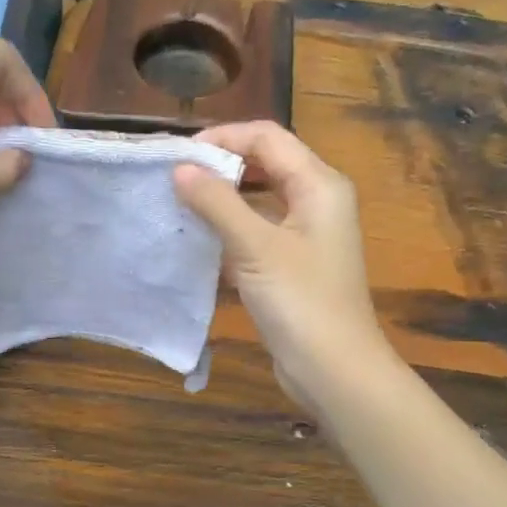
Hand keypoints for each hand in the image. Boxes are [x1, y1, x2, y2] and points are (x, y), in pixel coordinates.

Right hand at [173, 122, 390, 405]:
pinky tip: (196, 243)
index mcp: (319, 184)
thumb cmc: (301, 302)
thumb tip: (180, 168)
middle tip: (173, 179)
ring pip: (257, 201)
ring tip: (177, 207)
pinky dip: (228, 233)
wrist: (334, 369)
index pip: (266, 137)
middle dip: (219, 167)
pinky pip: (256, 234)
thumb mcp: (256, 247)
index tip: (177, 157)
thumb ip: (217, 203)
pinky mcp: (292, 265)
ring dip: (220, 201)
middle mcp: (316, 201)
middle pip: (264, 164)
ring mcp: (305, 235)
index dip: (222, 137)